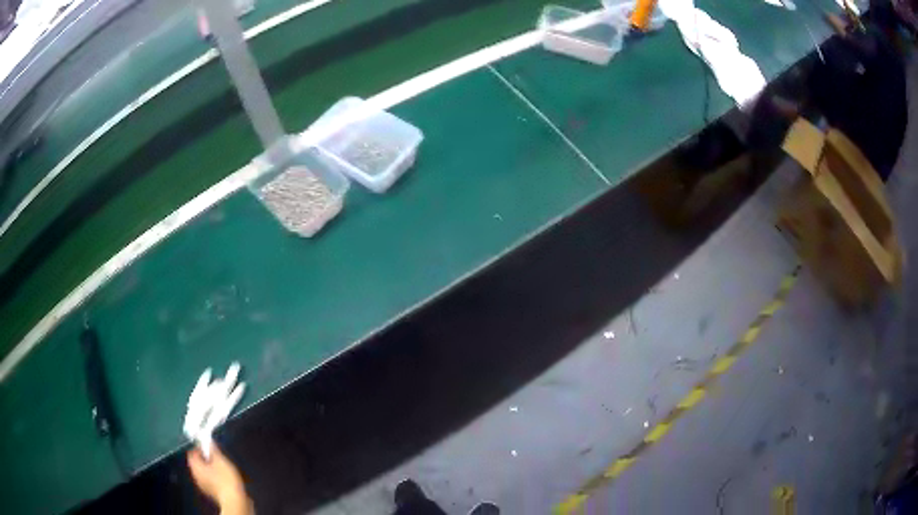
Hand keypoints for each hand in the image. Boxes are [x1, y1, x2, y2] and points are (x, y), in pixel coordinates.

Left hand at [187, 444, 252, 514]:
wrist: (234, 500)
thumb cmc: (226, 479)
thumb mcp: (221, 460)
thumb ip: (213, 449)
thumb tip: (208, 440)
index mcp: (195, 466)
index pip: (191, 452)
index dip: (199, 447)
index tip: (209, 446)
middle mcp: (196, 476)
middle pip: (197, 462)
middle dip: (206, 458)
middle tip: (217, 457)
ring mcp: (203, 485)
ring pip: (204, 472)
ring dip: (211, 468)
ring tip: (223, 467)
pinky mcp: (211, 492)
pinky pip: (210, 480)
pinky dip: (215, 477)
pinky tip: (225, 478)